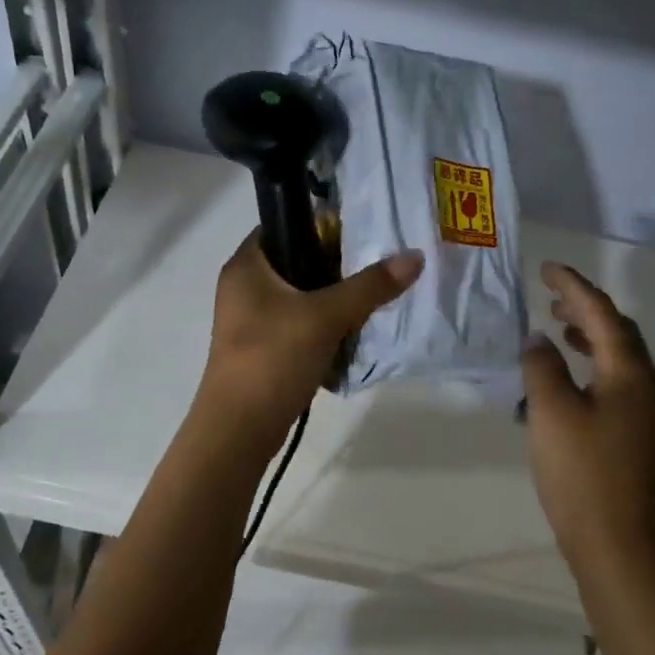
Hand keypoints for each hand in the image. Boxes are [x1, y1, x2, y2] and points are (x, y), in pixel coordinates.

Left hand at [198, 233, 423, 435]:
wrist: (239, 430)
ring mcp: (251, 319)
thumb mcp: (326, 317)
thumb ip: (370, 286)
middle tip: (376, 267)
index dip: (322, 225)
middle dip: (336, 266)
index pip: (284, 224)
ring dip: (333, 298)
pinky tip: (352, 332)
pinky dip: (323, 324)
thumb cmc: (273, 359)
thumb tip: (415, 256)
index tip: (361, 234)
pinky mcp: (262, 346)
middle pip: (297, 260)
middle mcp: (243, 285)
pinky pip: (298, 323)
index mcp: (247, 265)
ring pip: (300, 295)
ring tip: (372, 298)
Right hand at [521, 262, 654, 568]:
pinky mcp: (635, 434)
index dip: (573, 286)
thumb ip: (542, 367)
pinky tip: (568, 379)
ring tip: (557, 329)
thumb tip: (537, 339)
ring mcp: (644, 411)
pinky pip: (613, 380)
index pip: (600, 312)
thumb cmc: (582, 473)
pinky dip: (590, 365)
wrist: (618, 543)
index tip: (546, 268)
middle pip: (617, 330)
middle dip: (584, 307)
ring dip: (588, 335)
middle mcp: (645, 384)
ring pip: (618, 356)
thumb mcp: (551, 412)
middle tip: (549, 296)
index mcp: (627, 372)